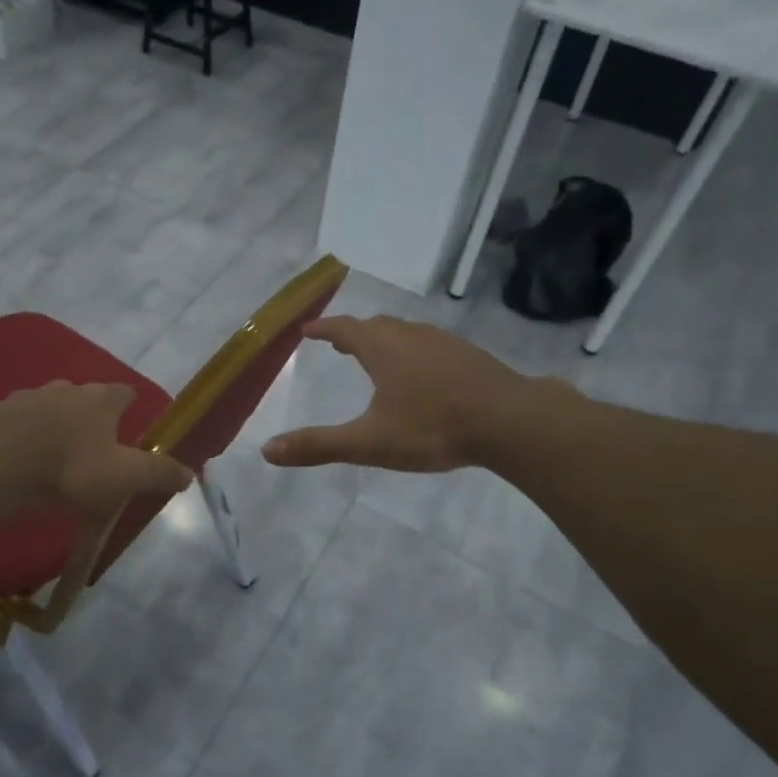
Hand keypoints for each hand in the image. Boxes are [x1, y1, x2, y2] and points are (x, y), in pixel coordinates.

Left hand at [0, 382, 192, 518]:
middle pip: (81, 397)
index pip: (123, 392)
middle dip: (88, 416)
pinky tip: (8, 462)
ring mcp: (20, 399)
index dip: (130, 404)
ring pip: (41, 409)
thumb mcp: (122, 478)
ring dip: (48, 426)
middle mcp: (60, 390)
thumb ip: (157, 474)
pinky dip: (11, 439)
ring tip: (49, 457)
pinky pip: (5, 426)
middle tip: (91, 445)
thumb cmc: (67, 468)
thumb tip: (190, 473)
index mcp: (97, 400)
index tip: (133, 418)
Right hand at [261, 317, 545, 472]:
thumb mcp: (369, 442)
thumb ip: (319, 446)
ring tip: (377, 357)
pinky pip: (430, 345)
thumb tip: (267, 450)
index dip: (323, 329)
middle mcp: (410, 335)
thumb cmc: (432, 427)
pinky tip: (423, 376)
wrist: (510, 421)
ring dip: (385, 340)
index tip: (307, 330)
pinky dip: (413, 352)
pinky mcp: (469, 356)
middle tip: (339, 345)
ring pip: (406, 333)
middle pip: (376, 326)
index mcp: (382, 348)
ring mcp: (444, 342)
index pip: (344, 329)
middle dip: (353, 334)